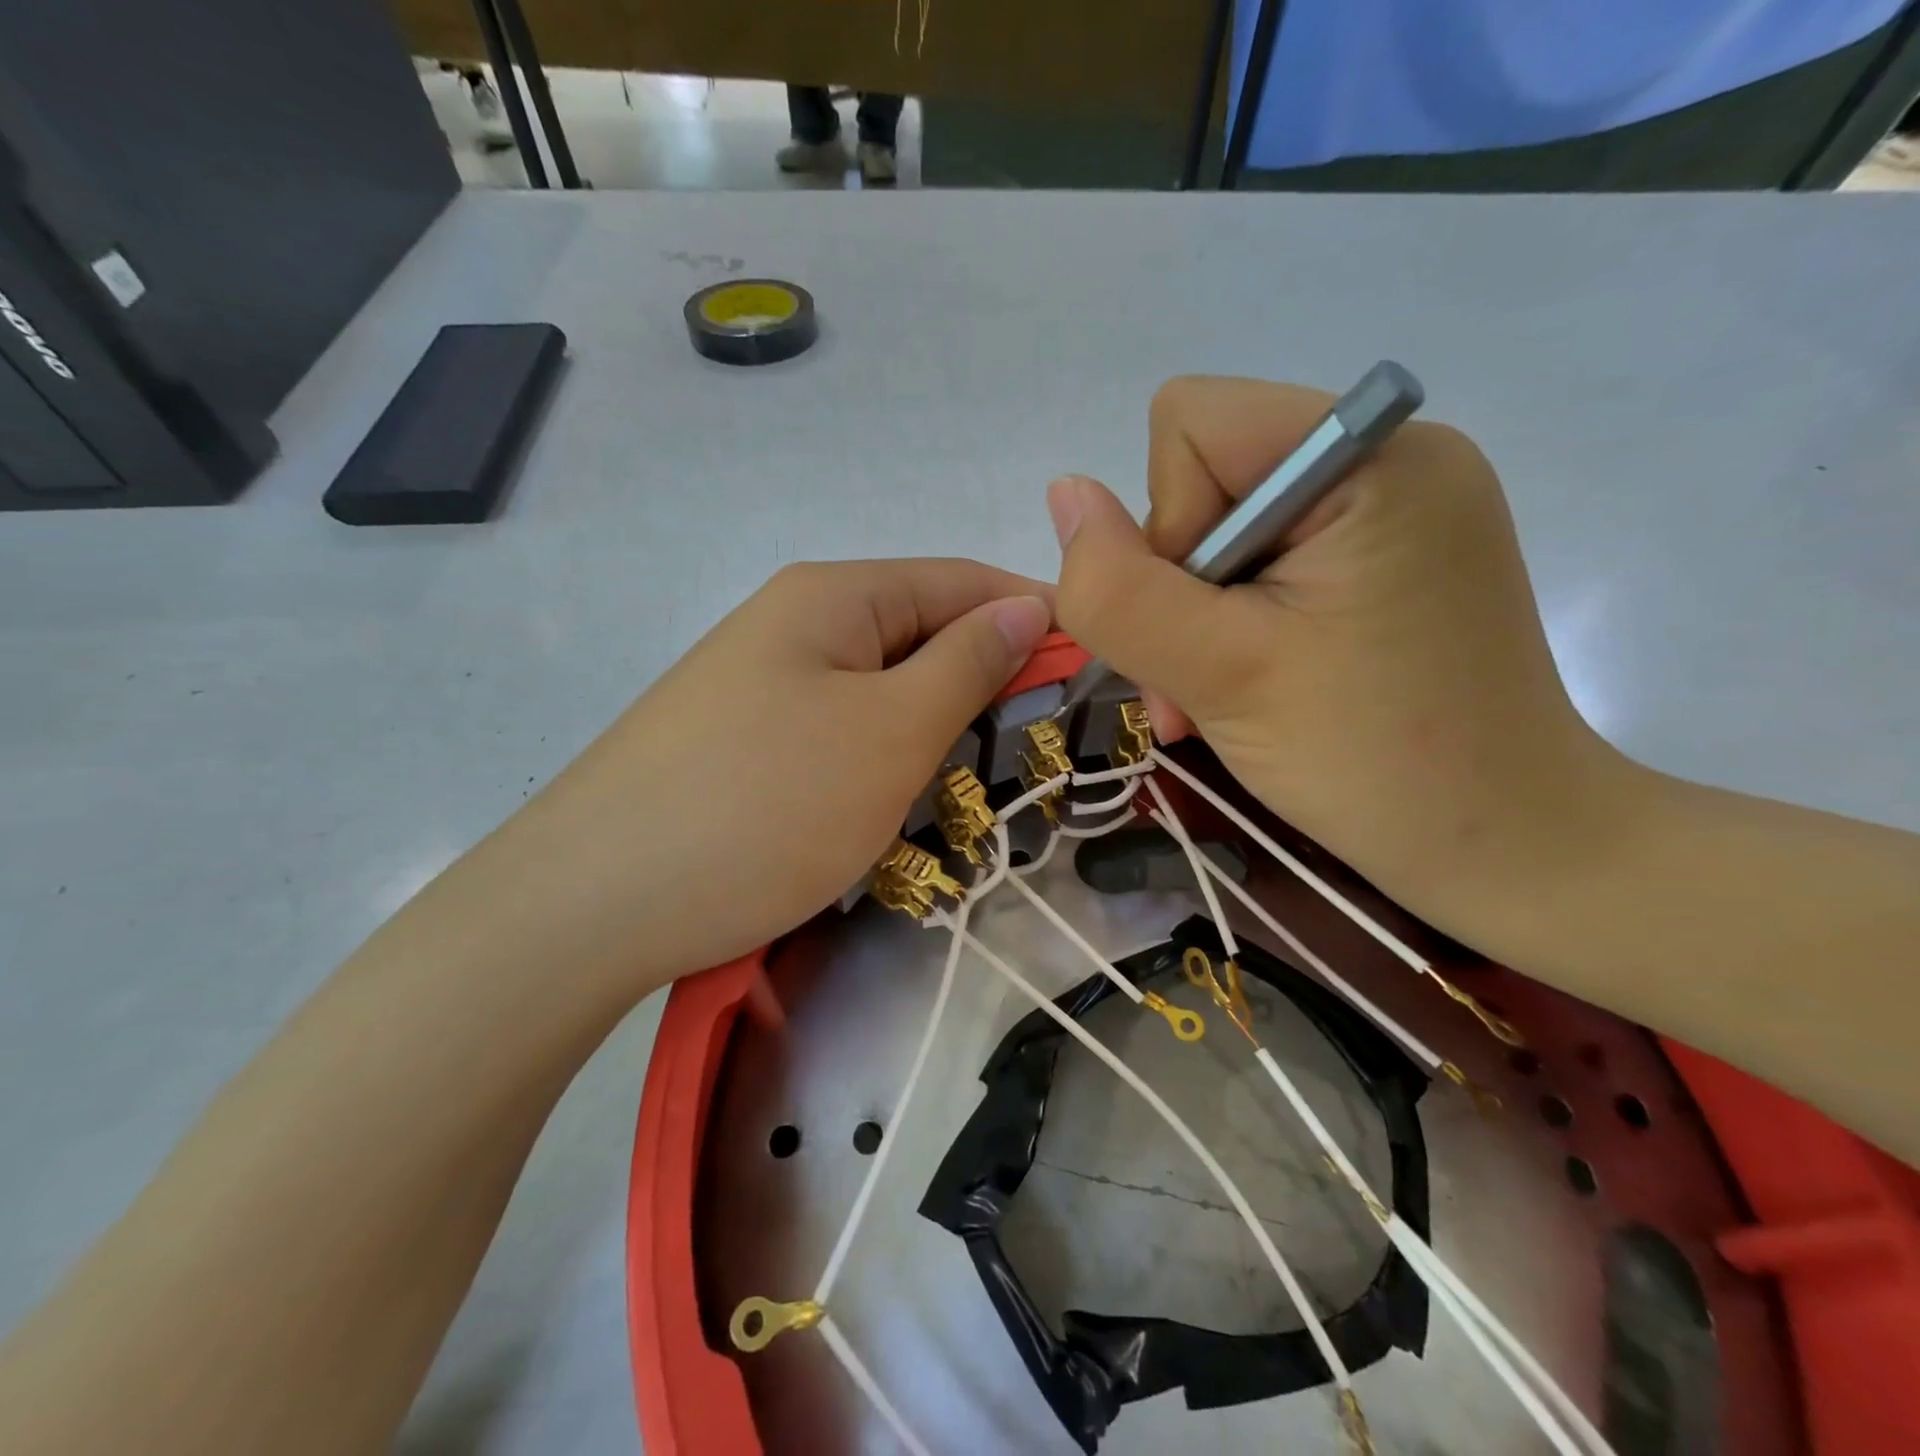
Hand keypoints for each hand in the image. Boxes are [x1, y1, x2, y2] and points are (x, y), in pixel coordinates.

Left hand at [493, 559, 1050, 994]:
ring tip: (974, 786)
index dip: (1035, 616)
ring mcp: (762, 685)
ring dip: (934, 731)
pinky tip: (895, 805)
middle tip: (1039, 747)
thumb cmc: (764, 805)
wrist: (592, 904)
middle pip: (921, 635)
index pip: (962, 581)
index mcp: (833, 596)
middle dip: (985, 683)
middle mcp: (794, 624)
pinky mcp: (742, 744)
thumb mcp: (891, 730)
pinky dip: (882, 762)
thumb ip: (968, 661)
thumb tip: (1027, 605)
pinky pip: (839, 734)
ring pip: (882, 692)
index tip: (1096, 668)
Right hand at [1050, 376, 1635, 940]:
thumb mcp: (1218, 673)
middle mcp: (1389, 456)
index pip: (1192, 424)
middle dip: (1179, 587)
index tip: (1207, 623)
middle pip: (1204, 478)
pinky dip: (1235, 624)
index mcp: (1371, 456)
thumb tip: (1064, 493)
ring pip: (1222, 529)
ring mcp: (1393, 509)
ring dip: (1198, 618)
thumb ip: (1119, 587)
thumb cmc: (1372, 761)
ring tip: (1219, 697)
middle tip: (1203, 683)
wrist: (1505, 846)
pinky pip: (1266, 560)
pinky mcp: (1386, 558)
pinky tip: (1252, 683)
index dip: (1167, 527)